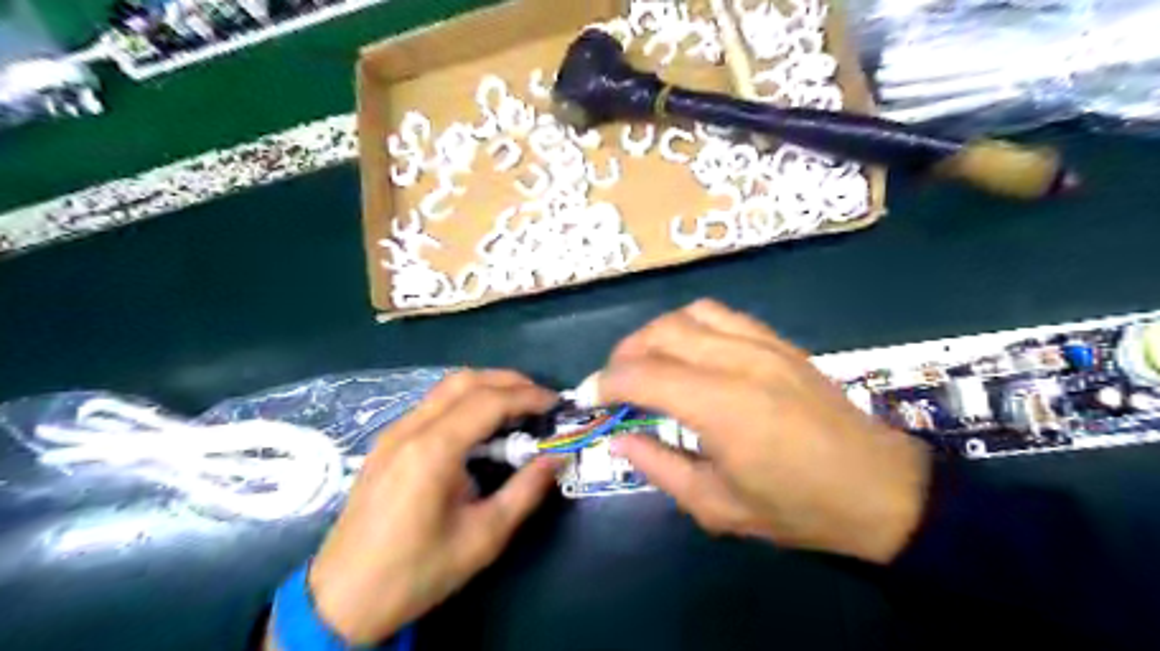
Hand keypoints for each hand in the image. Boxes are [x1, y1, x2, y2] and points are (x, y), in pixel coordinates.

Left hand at [299, 369, 557, 644]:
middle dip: (508, 381)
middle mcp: (409, 429)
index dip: (528, 396)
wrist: (342, 600)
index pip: (488, 402)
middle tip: (540, 399)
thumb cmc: (417, 571)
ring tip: (516, 408)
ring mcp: (392, 433)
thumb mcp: (484, 537)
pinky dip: (464, 402)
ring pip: (445, 389)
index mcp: (432, 450)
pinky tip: (480, 427)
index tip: (557, 405)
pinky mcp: (385, 444)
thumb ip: (526, 490)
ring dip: (485, 388)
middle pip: (464, 381)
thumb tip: (559, 456)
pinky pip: (431, 405)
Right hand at [599, 303, 929, 561]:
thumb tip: (620, 438)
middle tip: (613, 385)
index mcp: (720, 407)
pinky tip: (689, 351)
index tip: (588, 399)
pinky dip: (690, 325)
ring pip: (687, 315)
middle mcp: (737, 362)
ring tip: (646, 364)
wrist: (880, 489)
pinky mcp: (778, 341)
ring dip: (654, 335)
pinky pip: (721, 314)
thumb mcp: (717, 506)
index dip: (605, 383)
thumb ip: (660, 467)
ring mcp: (761, 344)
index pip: (642, 375)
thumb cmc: (798, 508)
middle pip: (660, 334)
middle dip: (623, 355)